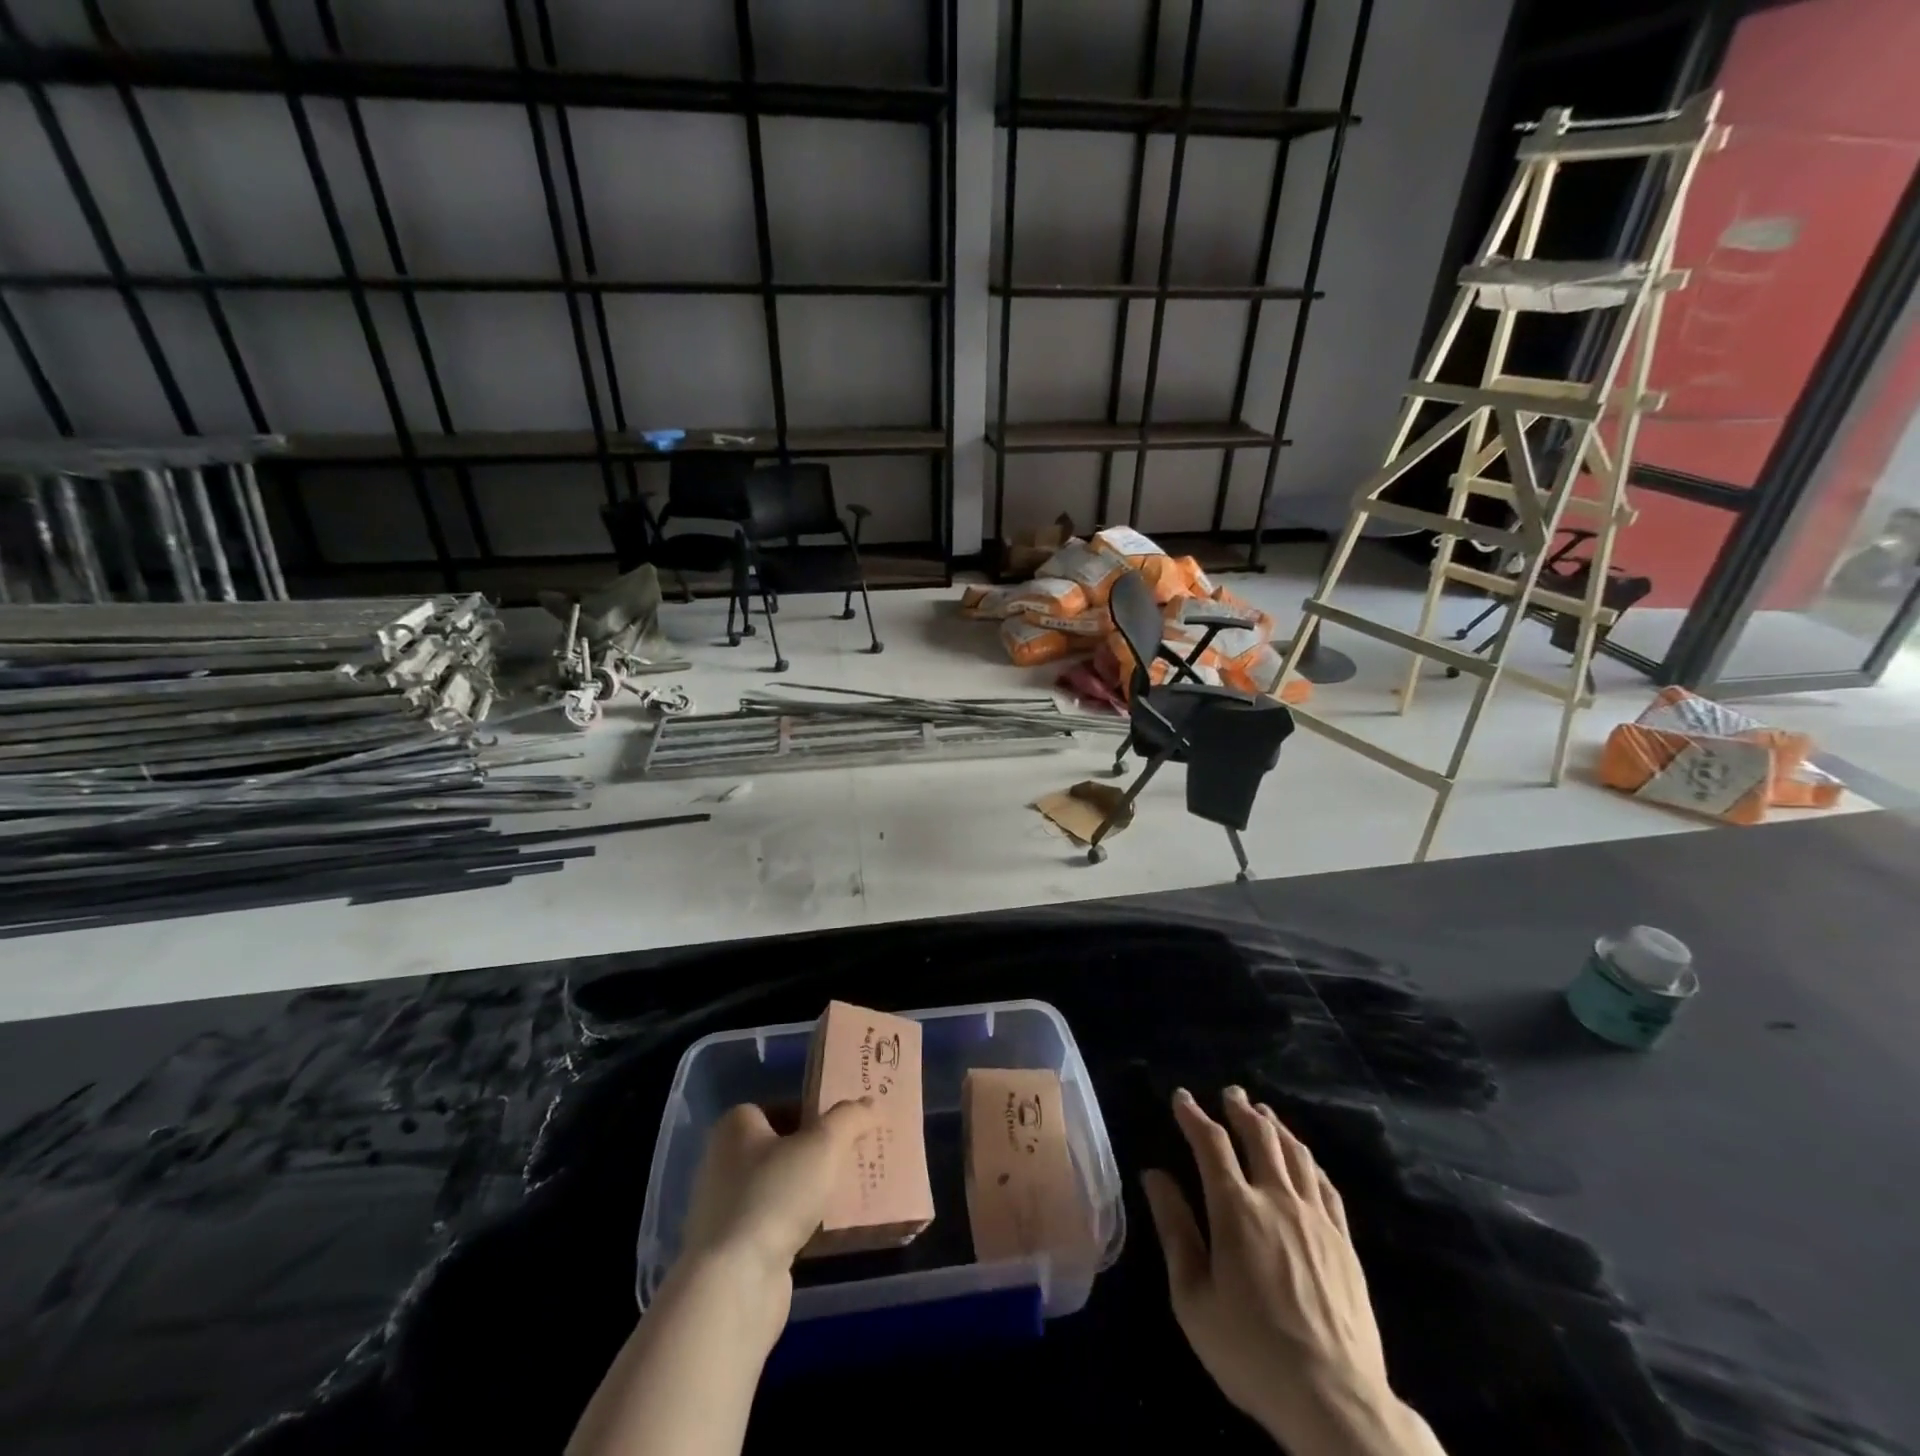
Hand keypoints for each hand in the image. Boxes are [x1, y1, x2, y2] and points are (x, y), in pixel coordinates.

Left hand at [681, 1099, 878, 1293]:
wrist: (734, 1284)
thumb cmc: (774, 1195)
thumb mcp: (824, 1145)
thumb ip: (850, 1118)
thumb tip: (869, 1104)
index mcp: (734, 1126)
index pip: (781, 1106)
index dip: (814, 1113)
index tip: (844, 1127)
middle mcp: (722, 1161)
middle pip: (781, 1147)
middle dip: (815, 1153)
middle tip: (852, 1157)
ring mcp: (724, 1208)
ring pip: (778, 1187)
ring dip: (808, 1190)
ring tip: (846, 1193)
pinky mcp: (731, 1249)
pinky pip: (773, 1222)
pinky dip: (797, 1223)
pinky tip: (824, 1229)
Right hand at [1143, 1088, 1437, 1454]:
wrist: (1336, 1402)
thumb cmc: (1251, 1353)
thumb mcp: (1193, 1298)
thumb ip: (1174, 1229)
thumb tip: (1154, 1175)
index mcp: (1235, 1209)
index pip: (1210, 1144)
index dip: (1193, 1115)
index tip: (1181, 1097)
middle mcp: (1277, 1199)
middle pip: (1258, 1136)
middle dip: (1239, 1109)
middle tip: (1229, 1093)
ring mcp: (1316, 1219)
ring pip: (1295, 1153)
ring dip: (1275, 1126)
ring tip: (1263, 1112)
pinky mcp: (1344, 1242)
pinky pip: (1325, 1184)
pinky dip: (1308, 1160)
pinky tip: (1303, 1158)